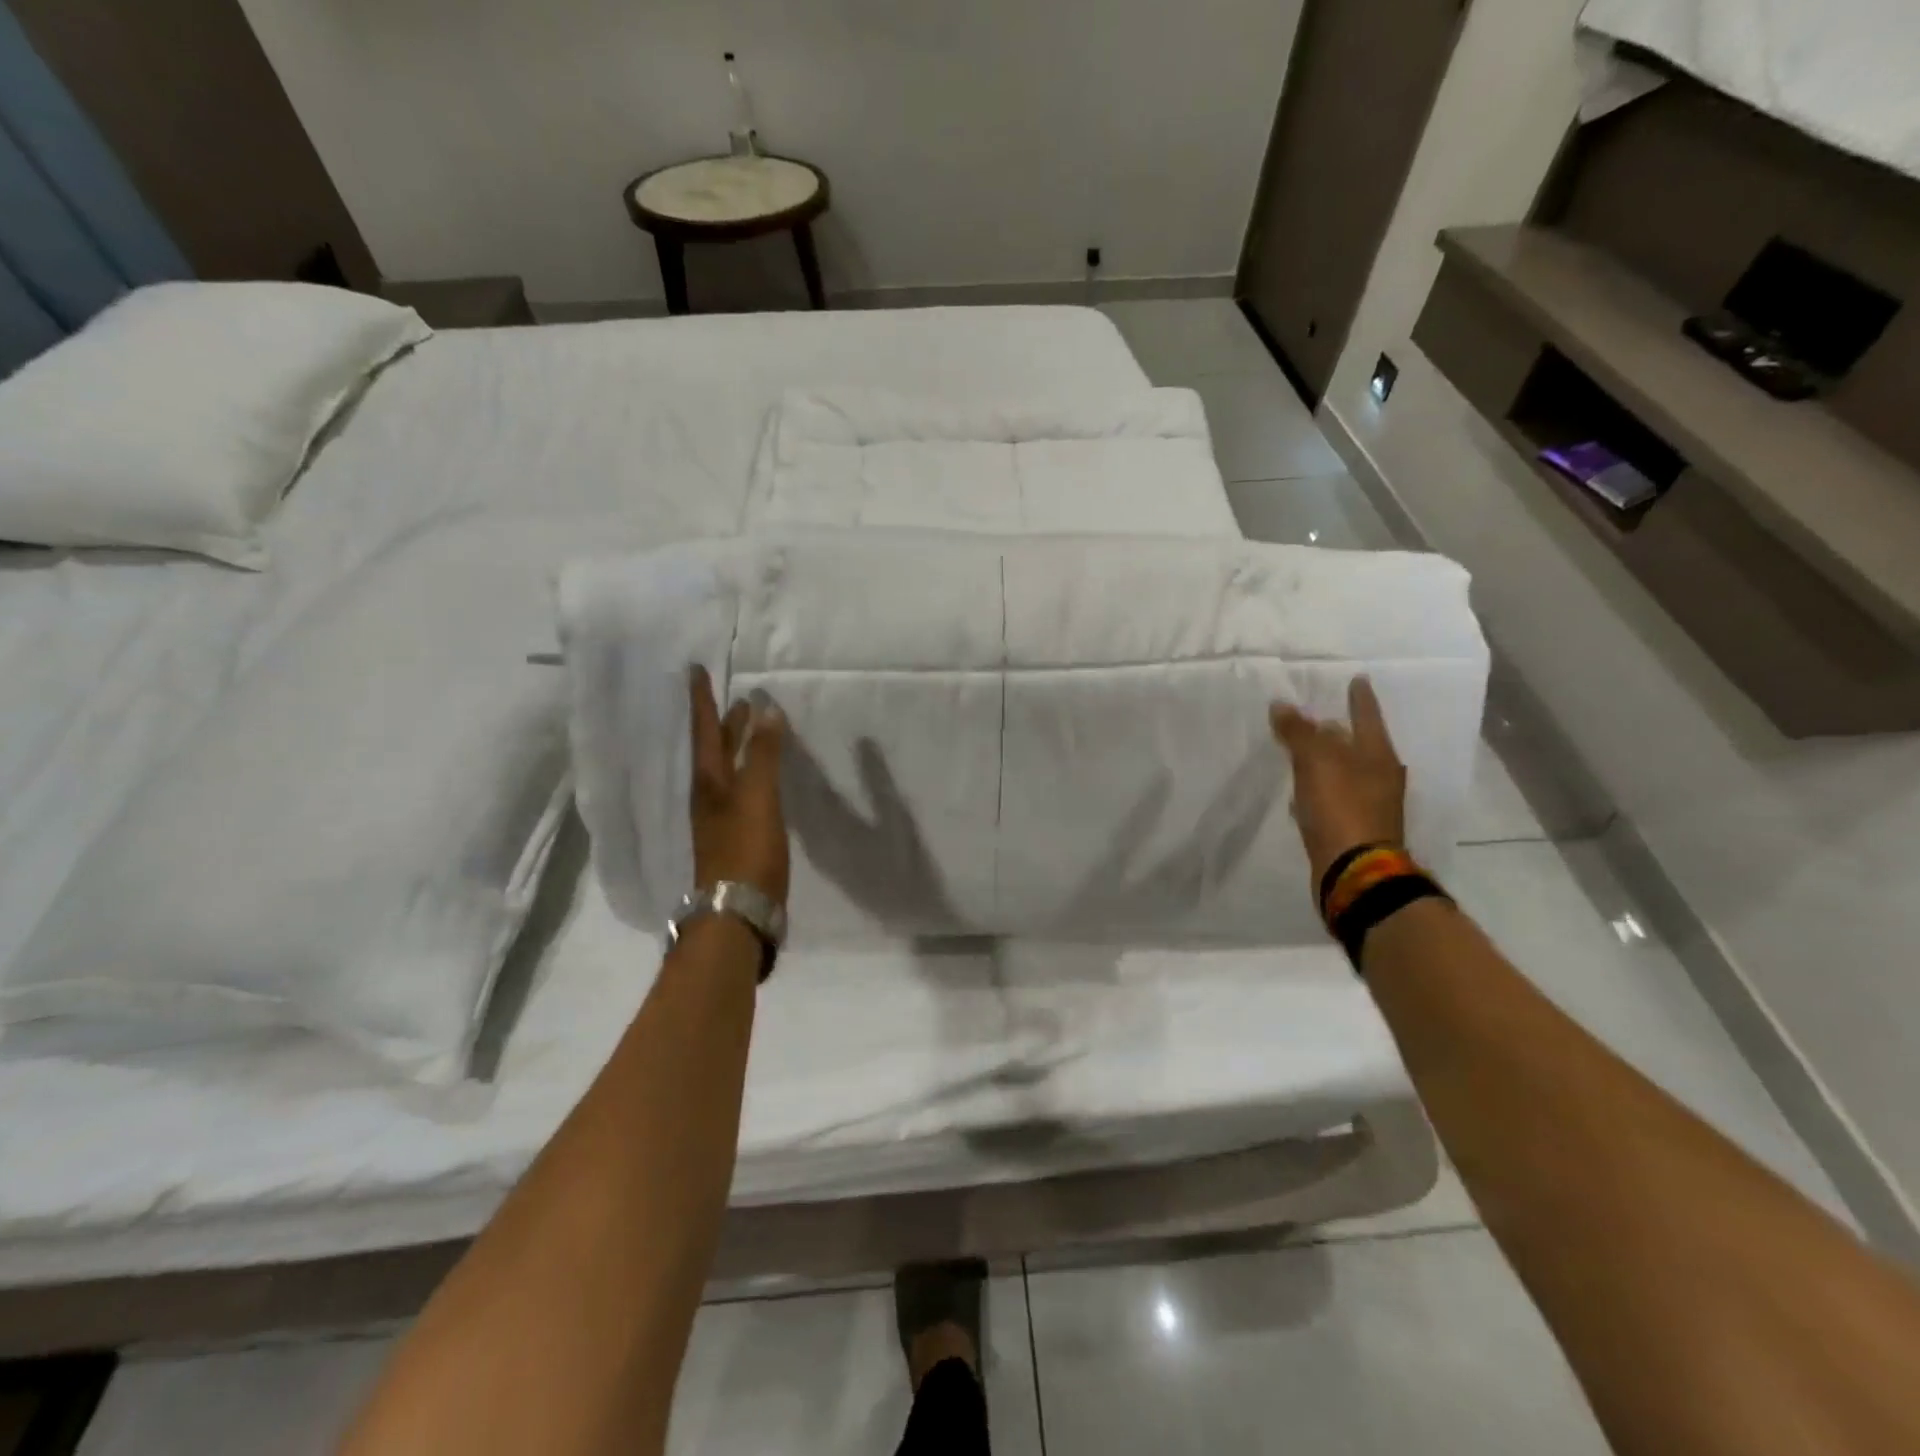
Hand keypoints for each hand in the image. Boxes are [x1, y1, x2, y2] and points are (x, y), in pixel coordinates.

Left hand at [688, 666, 789, 906]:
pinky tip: (761, 779)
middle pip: (714, 749)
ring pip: (727, 770)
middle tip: (735, 698)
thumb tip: (766, 709)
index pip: (705, 730)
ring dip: (737, 746)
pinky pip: (740, 790)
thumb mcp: (758, 798)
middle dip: (724, 722)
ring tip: (751, 728)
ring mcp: (721, 818)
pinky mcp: (736, 837)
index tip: (695, 670)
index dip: (702, 700)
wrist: (737, 913)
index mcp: (710, 782)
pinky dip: (750, 772)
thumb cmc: (746, 851)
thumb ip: (763, 755)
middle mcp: (710, 796)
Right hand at [1270, 676, 1407, 891]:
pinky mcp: (1354, 828)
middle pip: (1358, 744)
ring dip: (1328, 761)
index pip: (1367, 716)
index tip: (1357, 680)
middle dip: (1339, 730)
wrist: (1355, 870)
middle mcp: (1380, 777)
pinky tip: (1302, 793)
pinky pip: (1335, 797)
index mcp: (1378, 756)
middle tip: (1319, 717)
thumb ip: (1298, 732)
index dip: (1360, 698)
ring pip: (1346, 771)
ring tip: (1304, 753)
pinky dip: (1320, 789)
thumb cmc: (1341, 808)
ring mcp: (1370, 804)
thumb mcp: (1315, 763)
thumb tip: (1281, 704)